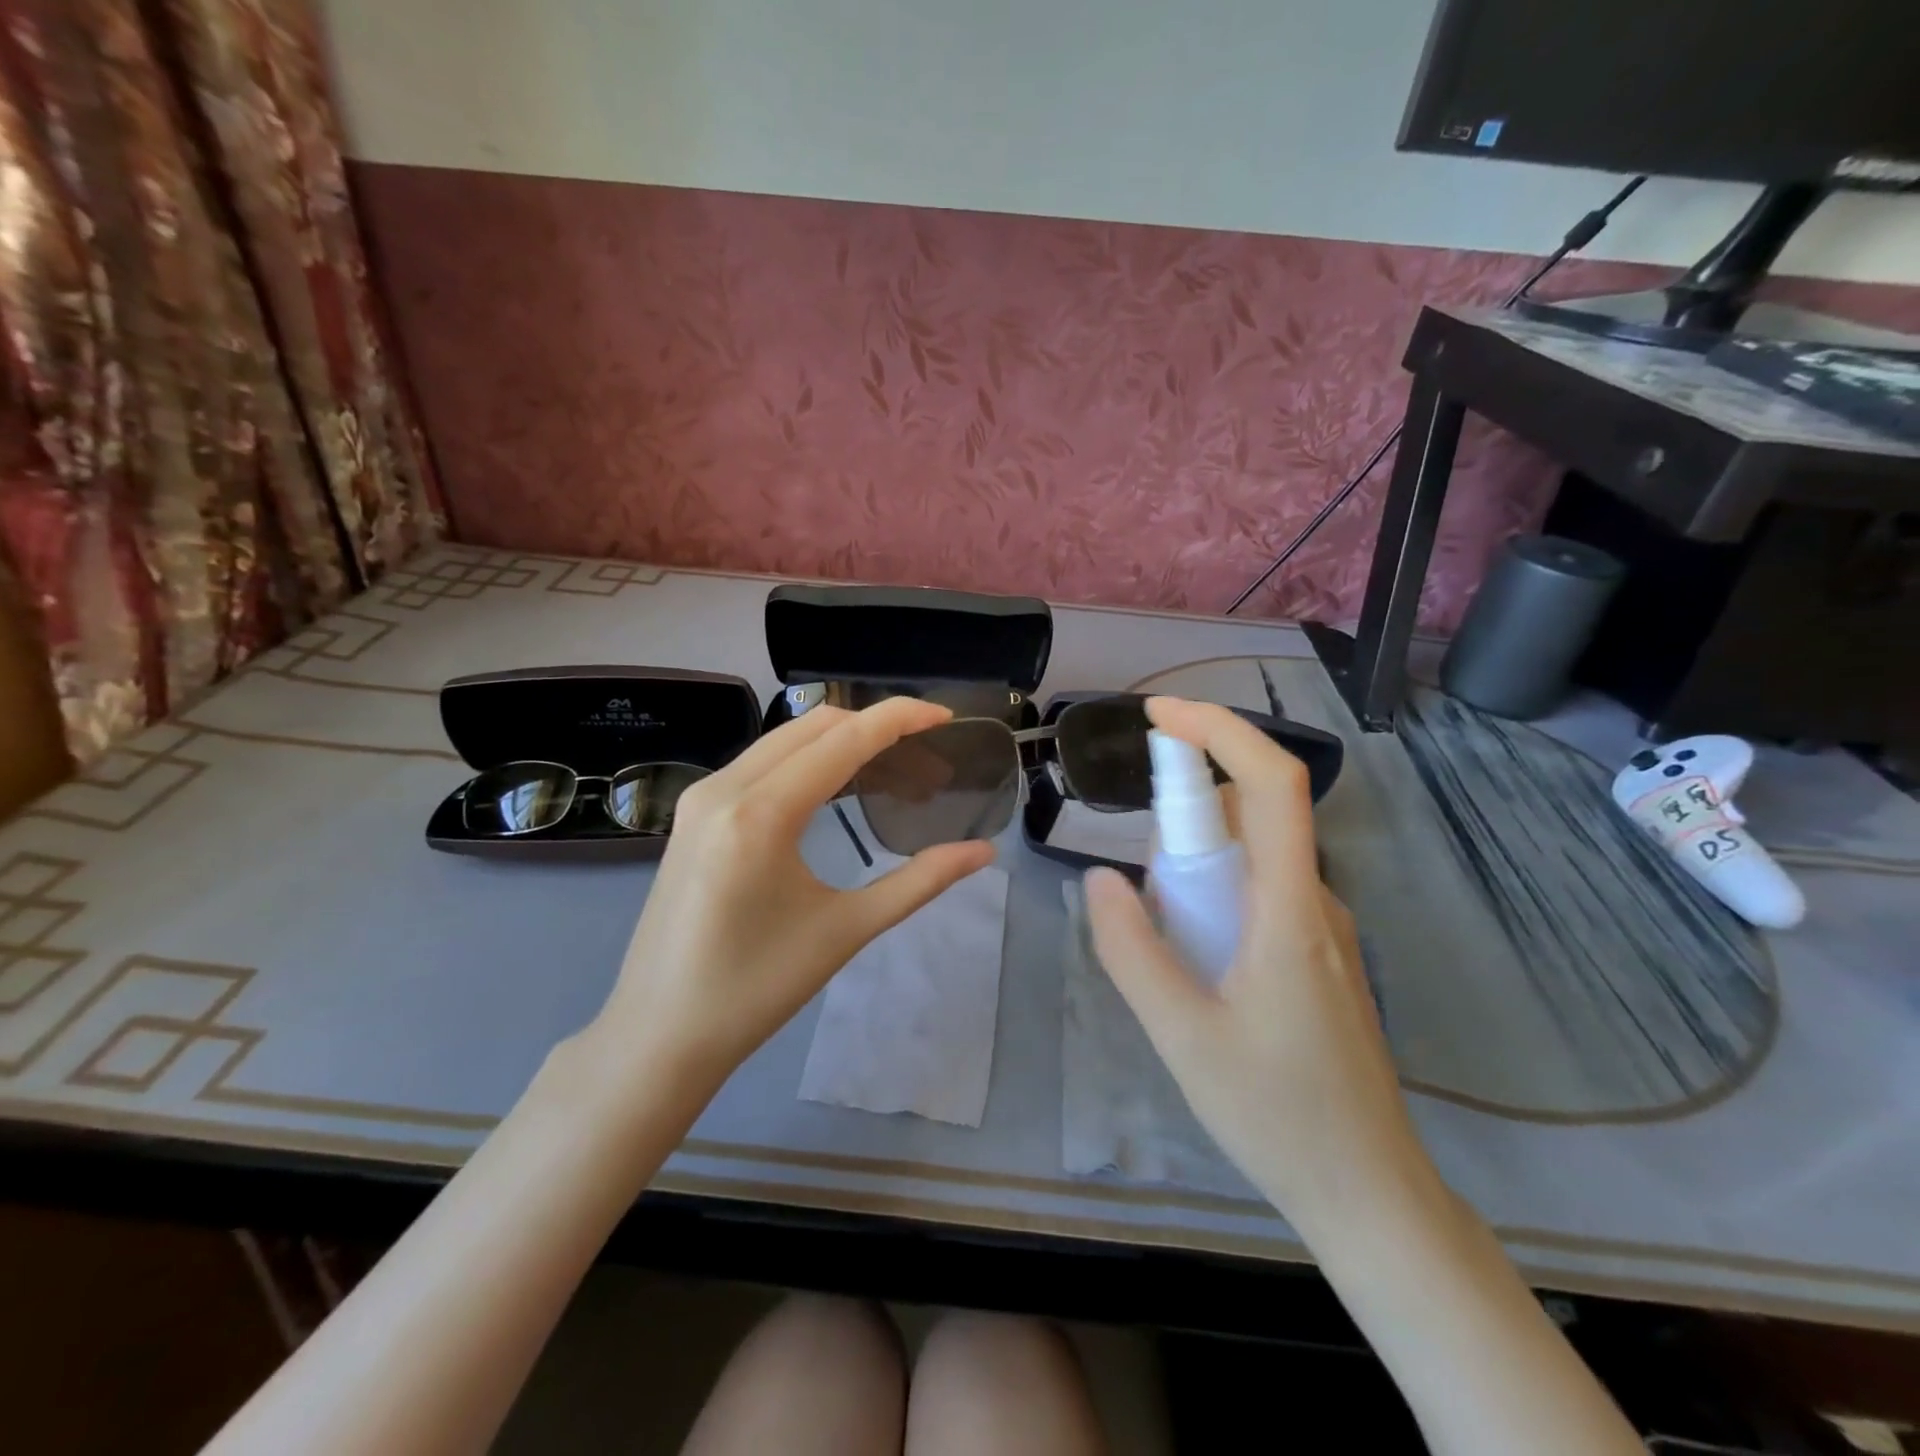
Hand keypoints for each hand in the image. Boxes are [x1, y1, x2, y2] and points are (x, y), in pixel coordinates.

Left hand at [592, 698, 995, 1093]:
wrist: (659, 1035)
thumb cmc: (756, 989)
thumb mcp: (846, 930)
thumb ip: (920, 882)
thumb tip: (982, 853)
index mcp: (761, 813)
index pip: (843, 739)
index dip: (899, 719)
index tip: (945, 716)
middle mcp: (724, 787)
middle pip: (813, 725)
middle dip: (874, 726)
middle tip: (926, 754)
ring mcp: (701, 797)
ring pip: (784, 740)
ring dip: (840, 741)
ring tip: (892, 769)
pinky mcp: (693, 814)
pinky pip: (760, 764)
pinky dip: (807, 761)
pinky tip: (837, 788)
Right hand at [1084, 697, 1435, 1236]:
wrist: (1367, 1192)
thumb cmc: (1276, 1114)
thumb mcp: (1181, 1036)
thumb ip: (1132, 951)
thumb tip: (1101, 878)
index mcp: (1291, 909)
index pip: (1272, 783)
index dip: (1218, 729)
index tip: (1158, 717)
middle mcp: (1317, 900)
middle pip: (1257, 811)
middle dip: (1188, 810)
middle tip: (1145, 884)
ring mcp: (1324, 926)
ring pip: (1258, 852)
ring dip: (1199, 856)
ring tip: (1163, 930)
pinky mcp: (1319, 951)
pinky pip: (1264, 887)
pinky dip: (1217, 887)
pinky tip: (1192, 953)